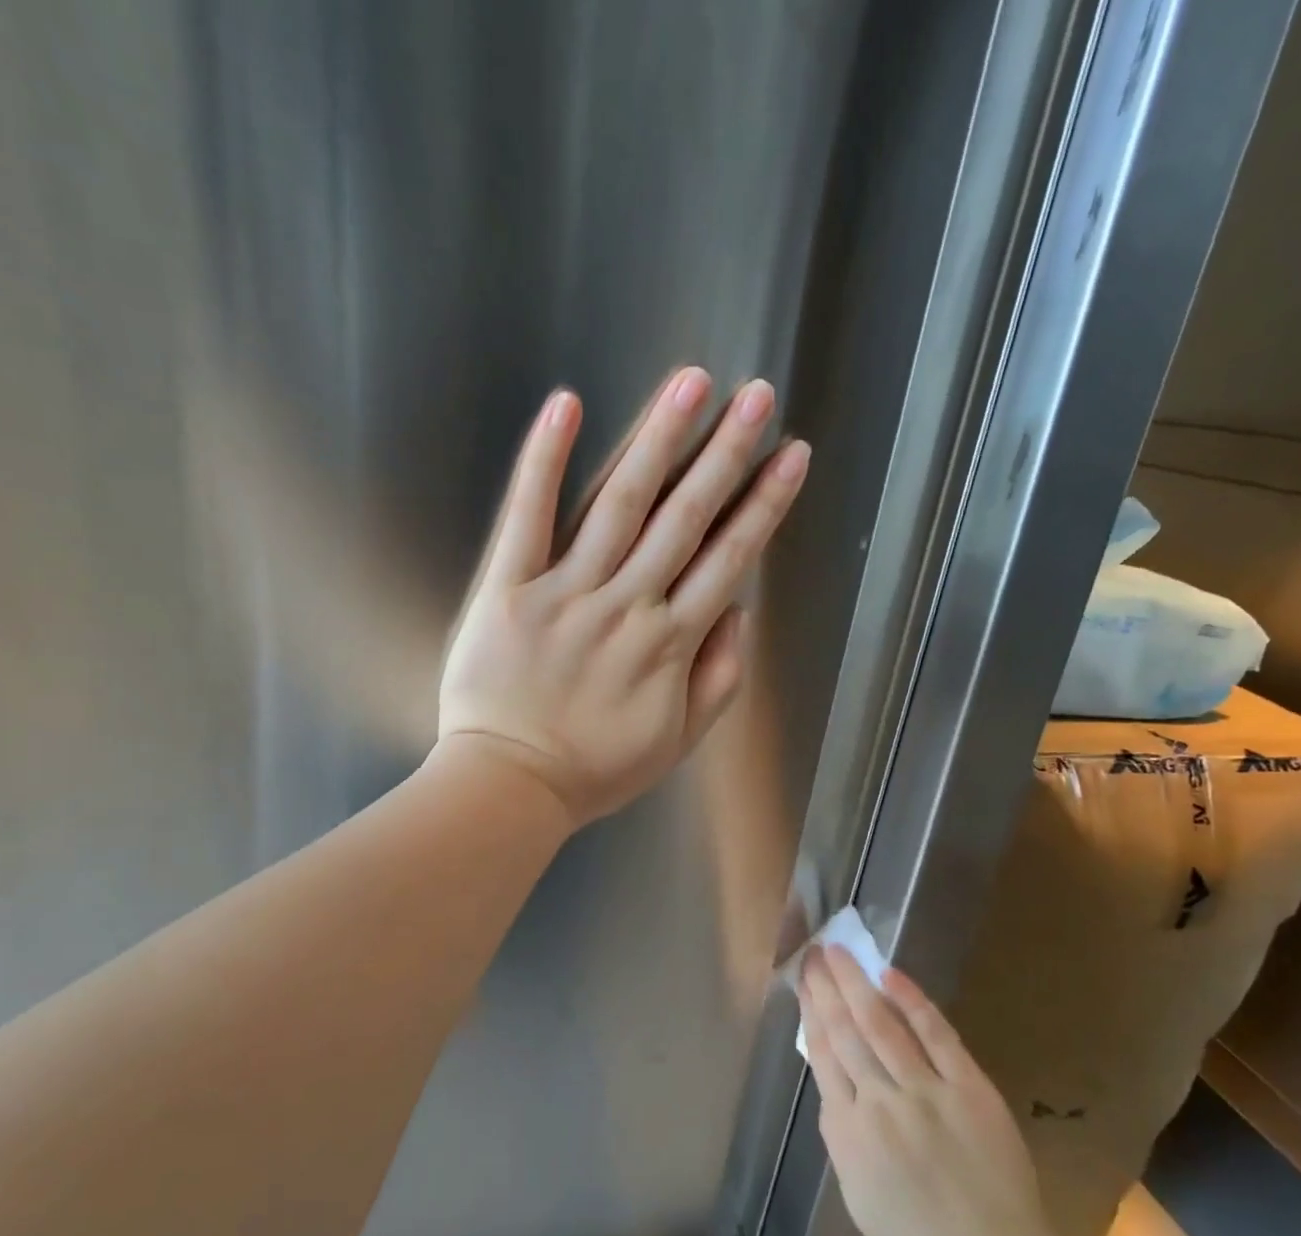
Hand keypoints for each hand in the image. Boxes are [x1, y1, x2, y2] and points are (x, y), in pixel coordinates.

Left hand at [440, 367, 809, 827]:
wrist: (510, 786)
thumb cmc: (596, 769)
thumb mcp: (677, 741)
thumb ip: (718, 678)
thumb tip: (739, 611)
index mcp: (670, 643)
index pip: (728, 558)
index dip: (764, 503)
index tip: (791, 454)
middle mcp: (627, 606)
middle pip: (684, 518)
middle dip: (725, 453)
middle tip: (755, 395)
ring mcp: (566, 592)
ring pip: (620, 505)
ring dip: (658, 440)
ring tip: (690, 384)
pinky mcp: (509, 589)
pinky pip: (528, 518)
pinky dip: (545, 461)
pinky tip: (567, 407)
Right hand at [798, 947, 1066, 1235]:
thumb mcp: (857, 1196)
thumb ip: (842, 1137)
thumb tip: (835, 1089)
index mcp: (849, 1132)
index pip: (823, 1056)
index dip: (811, 1013)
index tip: (803, 983)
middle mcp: (879, 1102)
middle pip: (845, 1032)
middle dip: (826, 988)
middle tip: (813, 952)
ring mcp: (925, 1091)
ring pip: (881, 1025)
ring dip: (856, 983)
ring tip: (838, 952)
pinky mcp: (968, 1087)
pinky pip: (936, 1036)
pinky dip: (912, 1002)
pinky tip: (891, 975)